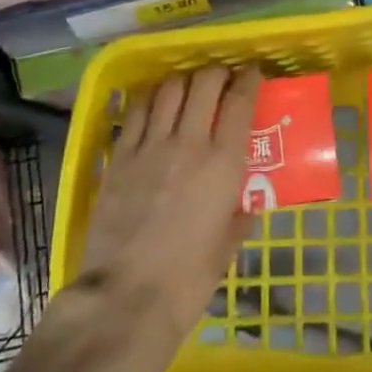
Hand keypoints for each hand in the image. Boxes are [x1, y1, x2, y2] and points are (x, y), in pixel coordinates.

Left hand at [73, 66, 259, 353]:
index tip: (251, 73)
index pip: (239, 101)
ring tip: (188, 88)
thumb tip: (246, 205)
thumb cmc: (188, 279)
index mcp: (224, 162)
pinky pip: (136, 112)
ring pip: (169, 89)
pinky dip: (150, 99)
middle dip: (217, 72)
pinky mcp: (120, 156)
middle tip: (222, 78)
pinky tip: (154, 104)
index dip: (248, 79)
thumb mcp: (227, 246)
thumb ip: (239, 216)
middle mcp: (189, 142)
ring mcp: (150, 146)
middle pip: (204, 83)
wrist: (126, 298)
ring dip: (183, 81)